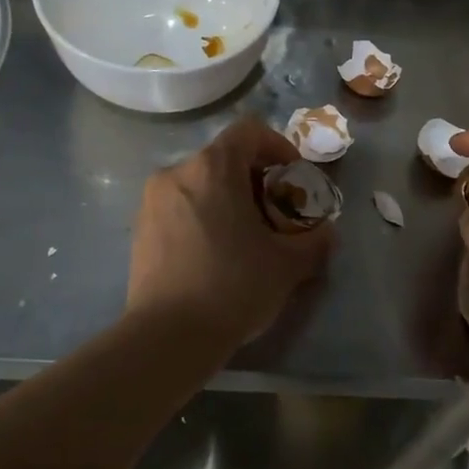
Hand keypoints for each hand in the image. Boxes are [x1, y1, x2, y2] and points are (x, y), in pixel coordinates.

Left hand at [127, 119, 334, 351]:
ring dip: (228, 198)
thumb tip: (328, 232)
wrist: (167, 336)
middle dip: (255, 179)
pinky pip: (179, 206)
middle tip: (275, 213)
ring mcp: (152, 200)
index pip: (249, 131)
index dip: (278, 146)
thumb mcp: (287, 265)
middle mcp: (177, 172)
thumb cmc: (233, 287)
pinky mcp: (140, 229)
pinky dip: (203, 215)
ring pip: (200, 183)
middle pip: (223, 158)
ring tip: (246, 237)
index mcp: (213, 168)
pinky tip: (215, 253)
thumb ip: (315, 241)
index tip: (293, 177)